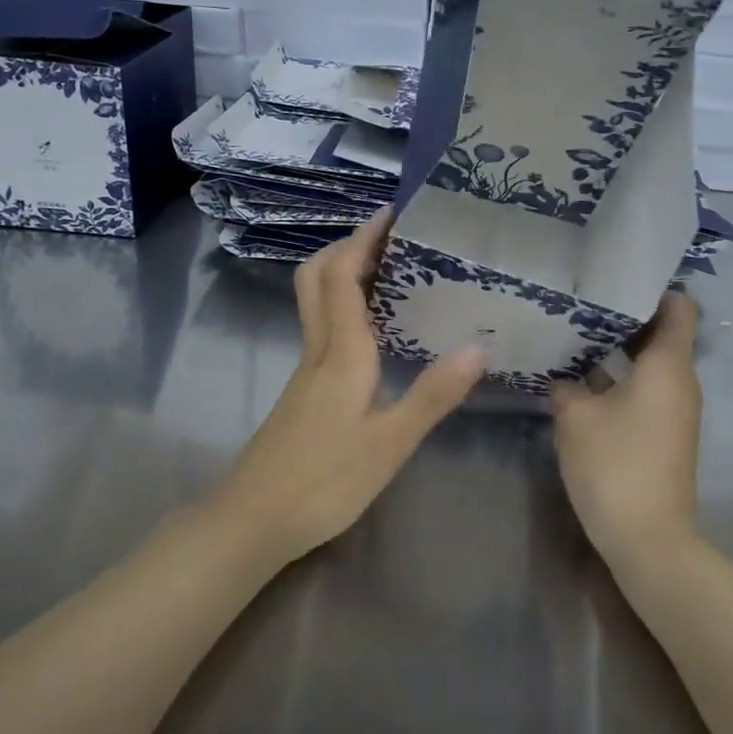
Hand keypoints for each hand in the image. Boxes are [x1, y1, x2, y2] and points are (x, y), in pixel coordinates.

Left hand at [216, 209, 485, 562]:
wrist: (254, 519)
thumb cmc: (324, 481)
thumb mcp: (389, 442)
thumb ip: (432, 394)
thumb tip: (478, 347)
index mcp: (340, 351)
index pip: (344, 275)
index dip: (364, 239)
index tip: (392, 213)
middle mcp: (318, 348)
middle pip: (318, 277)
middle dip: (348, 246)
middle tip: (390, 238)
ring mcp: (306, 369)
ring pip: (317, 301)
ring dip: (345, 273)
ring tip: (391, 271)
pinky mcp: (304, 389)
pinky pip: (323, 327)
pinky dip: (345, 306)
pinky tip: (376, 329)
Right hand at [550, 291, 702, 567]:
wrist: (649, 539)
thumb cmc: (615, 465)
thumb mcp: (576, 418)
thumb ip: (566, 386)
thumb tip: (561, 376)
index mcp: (668, 366)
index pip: (678, 308)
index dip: (653, 288)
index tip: (615, 278)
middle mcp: (680, 382)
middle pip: (660, 334)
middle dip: (623, 318)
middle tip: (581, 303)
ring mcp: (674, 411)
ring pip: (649, 364)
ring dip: (617, 350)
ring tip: (574, 335)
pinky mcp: (663, 434)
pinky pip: (645, 390)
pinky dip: (619, 379)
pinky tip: (581, 380)